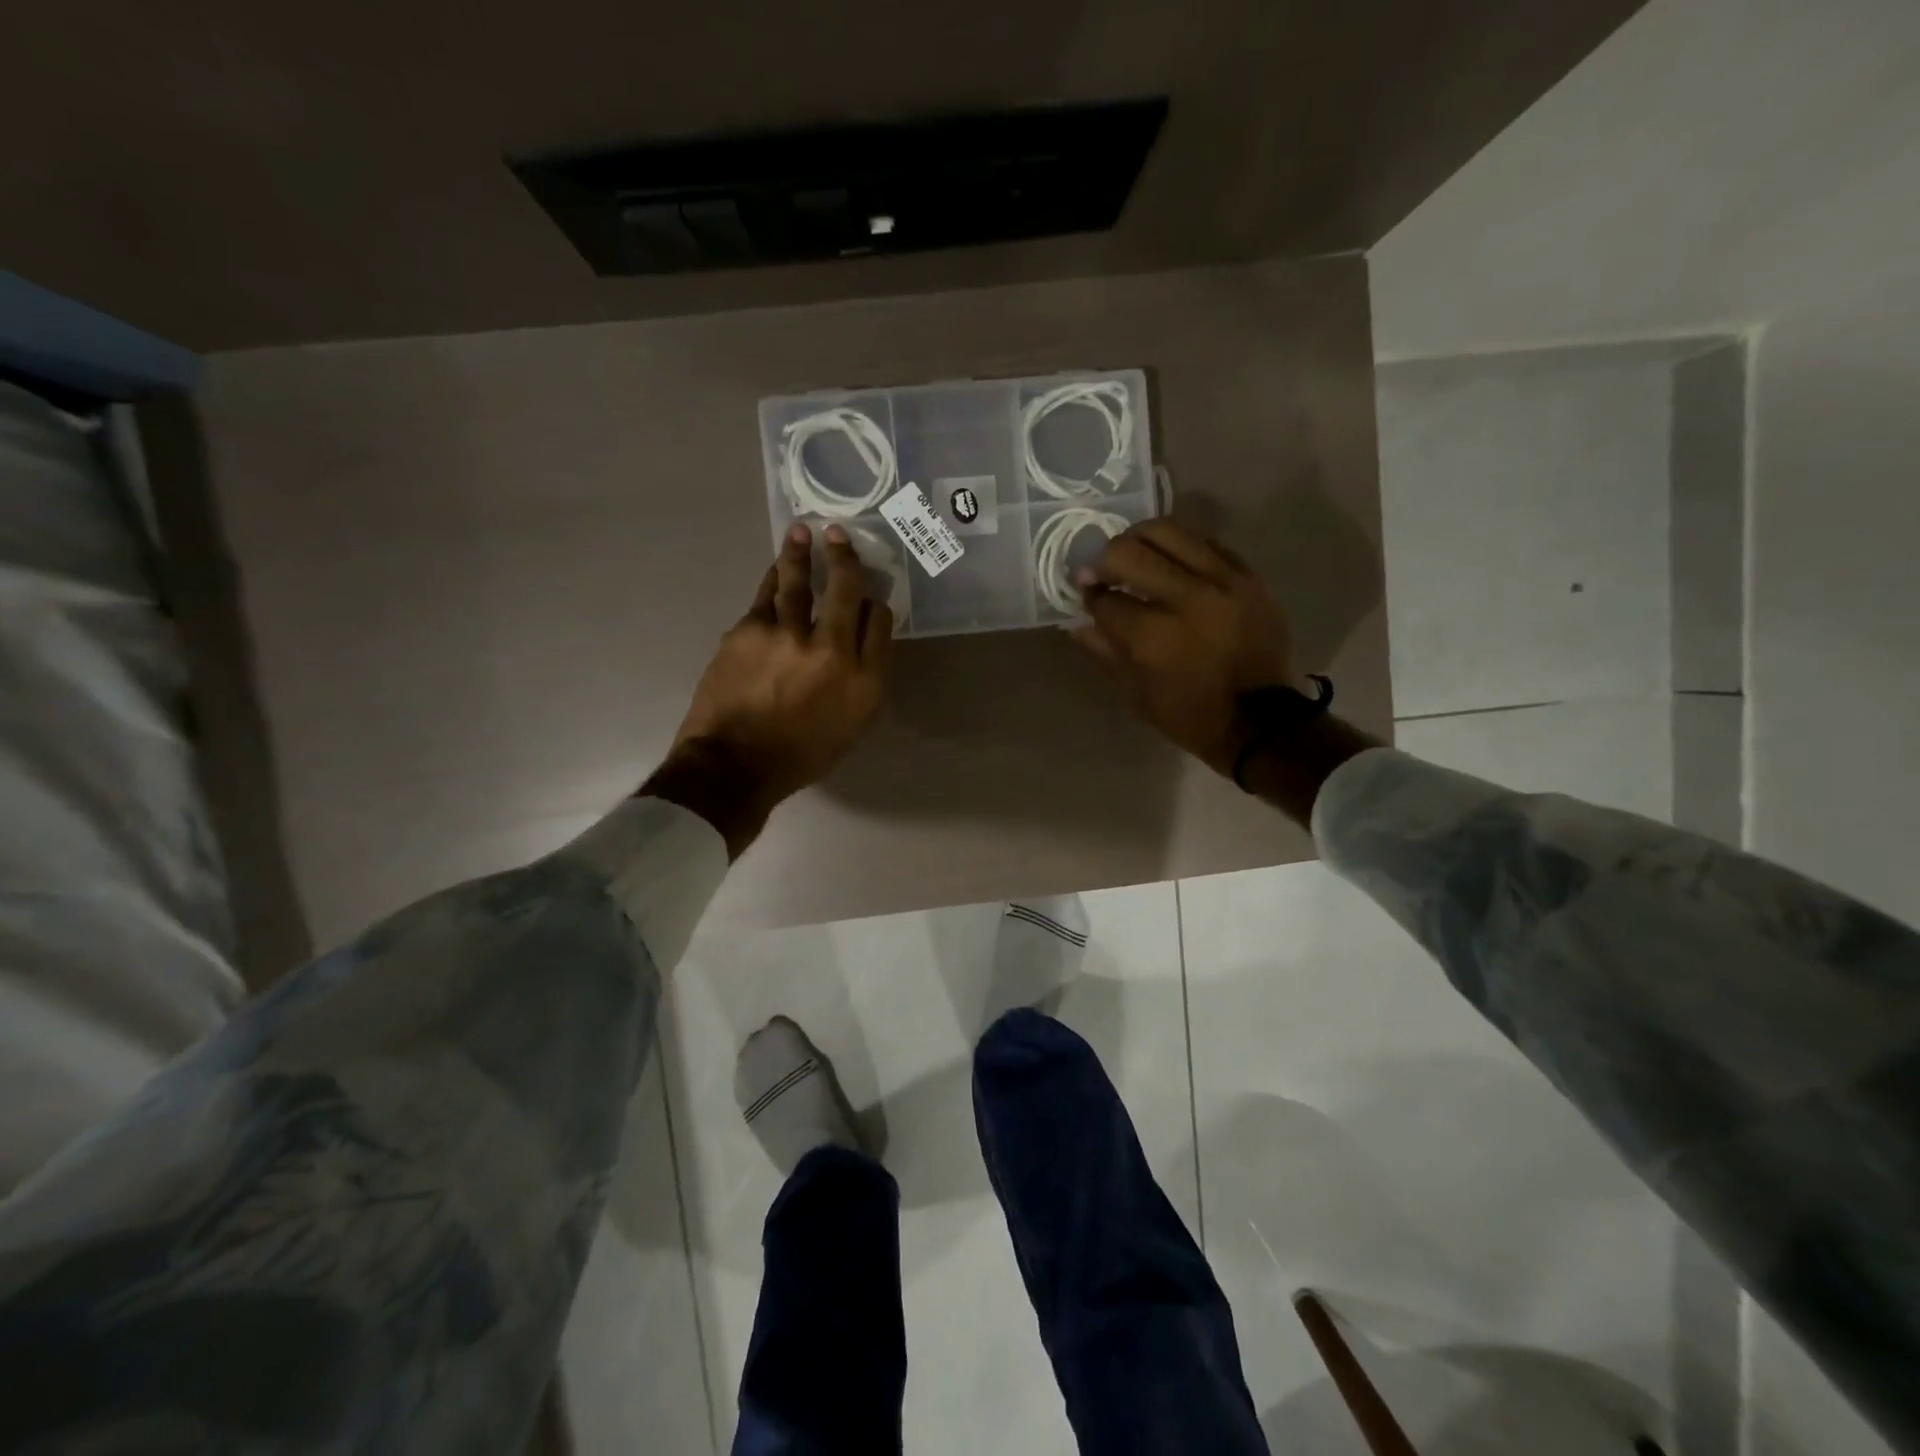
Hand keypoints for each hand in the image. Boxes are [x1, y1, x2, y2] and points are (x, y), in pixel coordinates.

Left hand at [670, 523, 893, 815]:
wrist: (735, 765)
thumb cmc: (799, 755)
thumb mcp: (850, 727)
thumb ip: (861, 681)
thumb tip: (857, 641)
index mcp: (864, 681)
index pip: (879, 623)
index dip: (875, 603)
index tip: (868, 595)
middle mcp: (833, 651)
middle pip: (847, 592)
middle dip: (845, 559)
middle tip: (840, 535)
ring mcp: (789, 636)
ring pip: (801, 583)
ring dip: (803, 553)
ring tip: (802, 532)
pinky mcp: (750, 630)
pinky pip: (766, 595)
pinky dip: (773, 579)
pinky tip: (776, 570)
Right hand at [1071, 518, 1297, 776]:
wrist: (1261, 720)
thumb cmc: (1189, 715)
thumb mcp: (1135, 694)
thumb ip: (1104, 650)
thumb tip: (1077, 621)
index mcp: (1152, 636)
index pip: (1105, 598)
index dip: (1089, 596)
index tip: (1087, 596)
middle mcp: (1185, 598)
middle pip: (1128, 552)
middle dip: (1104, 560)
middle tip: (1103, 572)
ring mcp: (1220, 581)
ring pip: (1167, 531)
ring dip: (1139, 539)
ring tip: (1134, 555)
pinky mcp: (1245, 575)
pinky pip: (1204, 541)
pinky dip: (1179, 546)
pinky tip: (1170, 562)